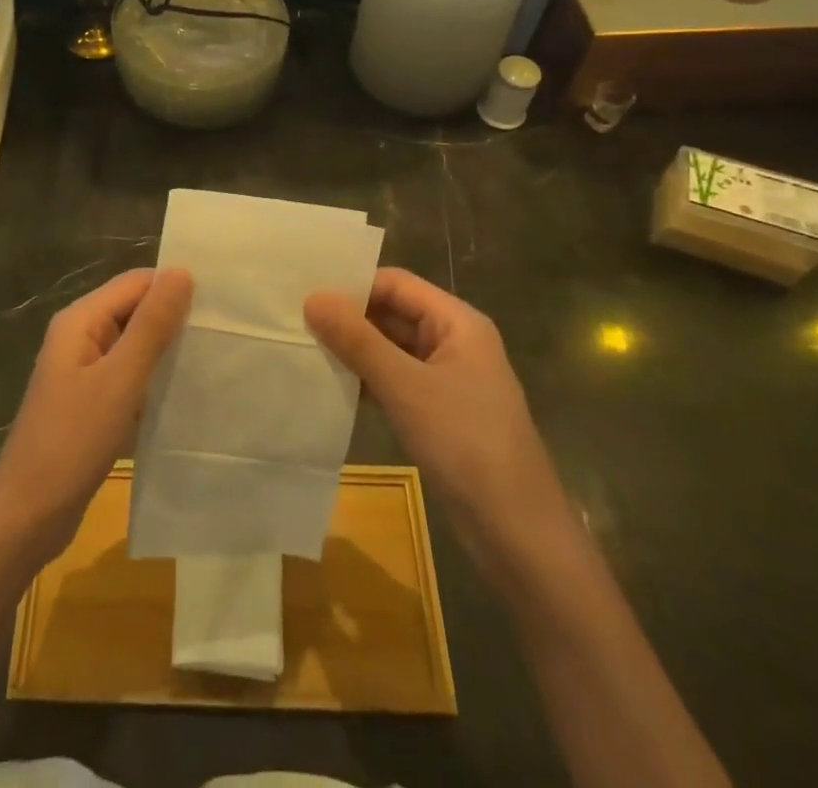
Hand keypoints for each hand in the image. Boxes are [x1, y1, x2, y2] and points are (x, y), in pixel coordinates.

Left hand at [0, 268, 191, 565]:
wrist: (27, 516)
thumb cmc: (72, 441)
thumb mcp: (119, 380)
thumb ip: (151, 325)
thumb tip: (182, 271)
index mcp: (80, 320)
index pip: (136, 282)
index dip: (174, 286)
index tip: (220, 302)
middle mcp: (80, 336)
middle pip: (134, 309)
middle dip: (174, 317)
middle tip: (225, 331)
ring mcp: (83, 370)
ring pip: (134, 344)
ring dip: (167, 350)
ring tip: (214, 358)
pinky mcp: (91, 401)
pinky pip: (129, 375)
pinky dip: (154, 378)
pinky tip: (185, 393)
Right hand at [305, 268, 570, 571]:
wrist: (519, 534)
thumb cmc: (466, 444)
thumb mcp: (406, 387)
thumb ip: (357, 340)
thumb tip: (312, 298)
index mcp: (458, 322)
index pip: (396, 283)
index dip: (354, 286)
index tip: (308, 298)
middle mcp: (455, 342)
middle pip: (394, 313)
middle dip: (350, 319)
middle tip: (297, 323)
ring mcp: (449, 379)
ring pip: (393, 349)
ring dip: (356, 351)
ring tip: (306, 351)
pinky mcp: (440, 413)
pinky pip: (397, 381)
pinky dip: (369, 380)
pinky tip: (335, 388)